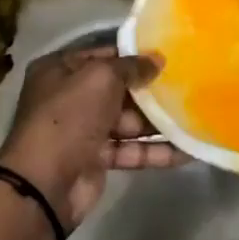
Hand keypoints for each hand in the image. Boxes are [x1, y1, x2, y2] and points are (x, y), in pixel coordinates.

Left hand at [0, 46, 180, 228]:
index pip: (103, 55)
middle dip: (150, 90)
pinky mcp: (96, 160)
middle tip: (188, 85)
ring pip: (128, 121)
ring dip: (158, 122)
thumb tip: (158, 59)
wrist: (44, 184)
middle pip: (118, 89)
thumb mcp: (101, 78)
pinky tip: (187, 150)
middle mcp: (70, 97)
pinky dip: (156, 151)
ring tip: (194, 116)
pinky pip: (131, 150)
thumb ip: (131, 66)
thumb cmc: (69, 117)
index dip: (134, 55)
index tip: (168, 55)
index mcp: (61, 70)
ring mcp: (83, 130)